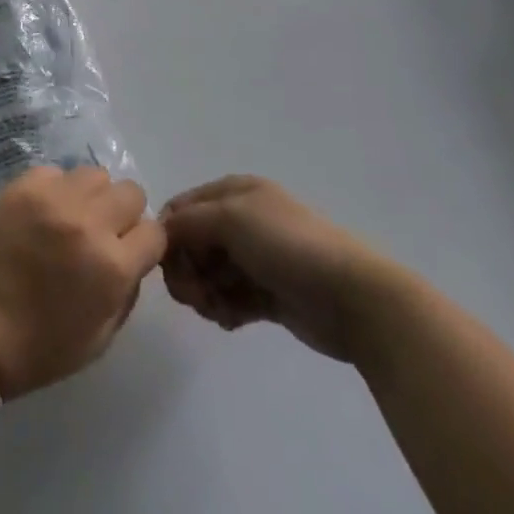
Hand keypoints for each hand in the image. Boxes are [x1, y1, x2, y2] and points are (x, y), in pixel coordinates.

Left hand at [0, 166, 165, 399]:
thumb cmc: (39, 347)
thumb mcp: (102, 338)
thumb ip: (127, 291)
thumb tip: (134, 257)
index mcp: (113, 266)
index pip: (155, 232)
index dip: (144, 244)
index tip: (129, 253)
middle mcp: (89, 222)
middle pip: (130, 192)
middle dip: (123, 214)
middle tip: (101, 233)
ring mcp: (53, 198)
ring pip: (95, 175)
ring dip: (92, 196)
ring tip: (72, 218)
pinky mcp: (22, 185)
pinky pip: (56, 172)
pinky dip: (56, 189)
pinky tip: (42, 213)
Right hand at [160, 175, 397, 362]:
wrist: (352, 297)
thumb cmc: (287, 246)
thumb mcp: (229, 218)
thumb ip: (186, 222)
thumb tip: (161, 234)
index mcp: (234, 192)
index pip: (181, 208)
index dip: (169, 236)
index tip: (171, 265)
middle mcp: (242, 220)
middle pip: (191, 244)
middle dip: (187, 271)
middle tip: (197, 295)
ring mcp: (256, 258)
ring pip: (208, 275)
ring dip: (205, 294)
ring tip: (220, 310)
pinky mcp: (268, 294)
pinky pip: (229, 300)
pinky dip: (224, 310)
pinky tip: (233, 321)